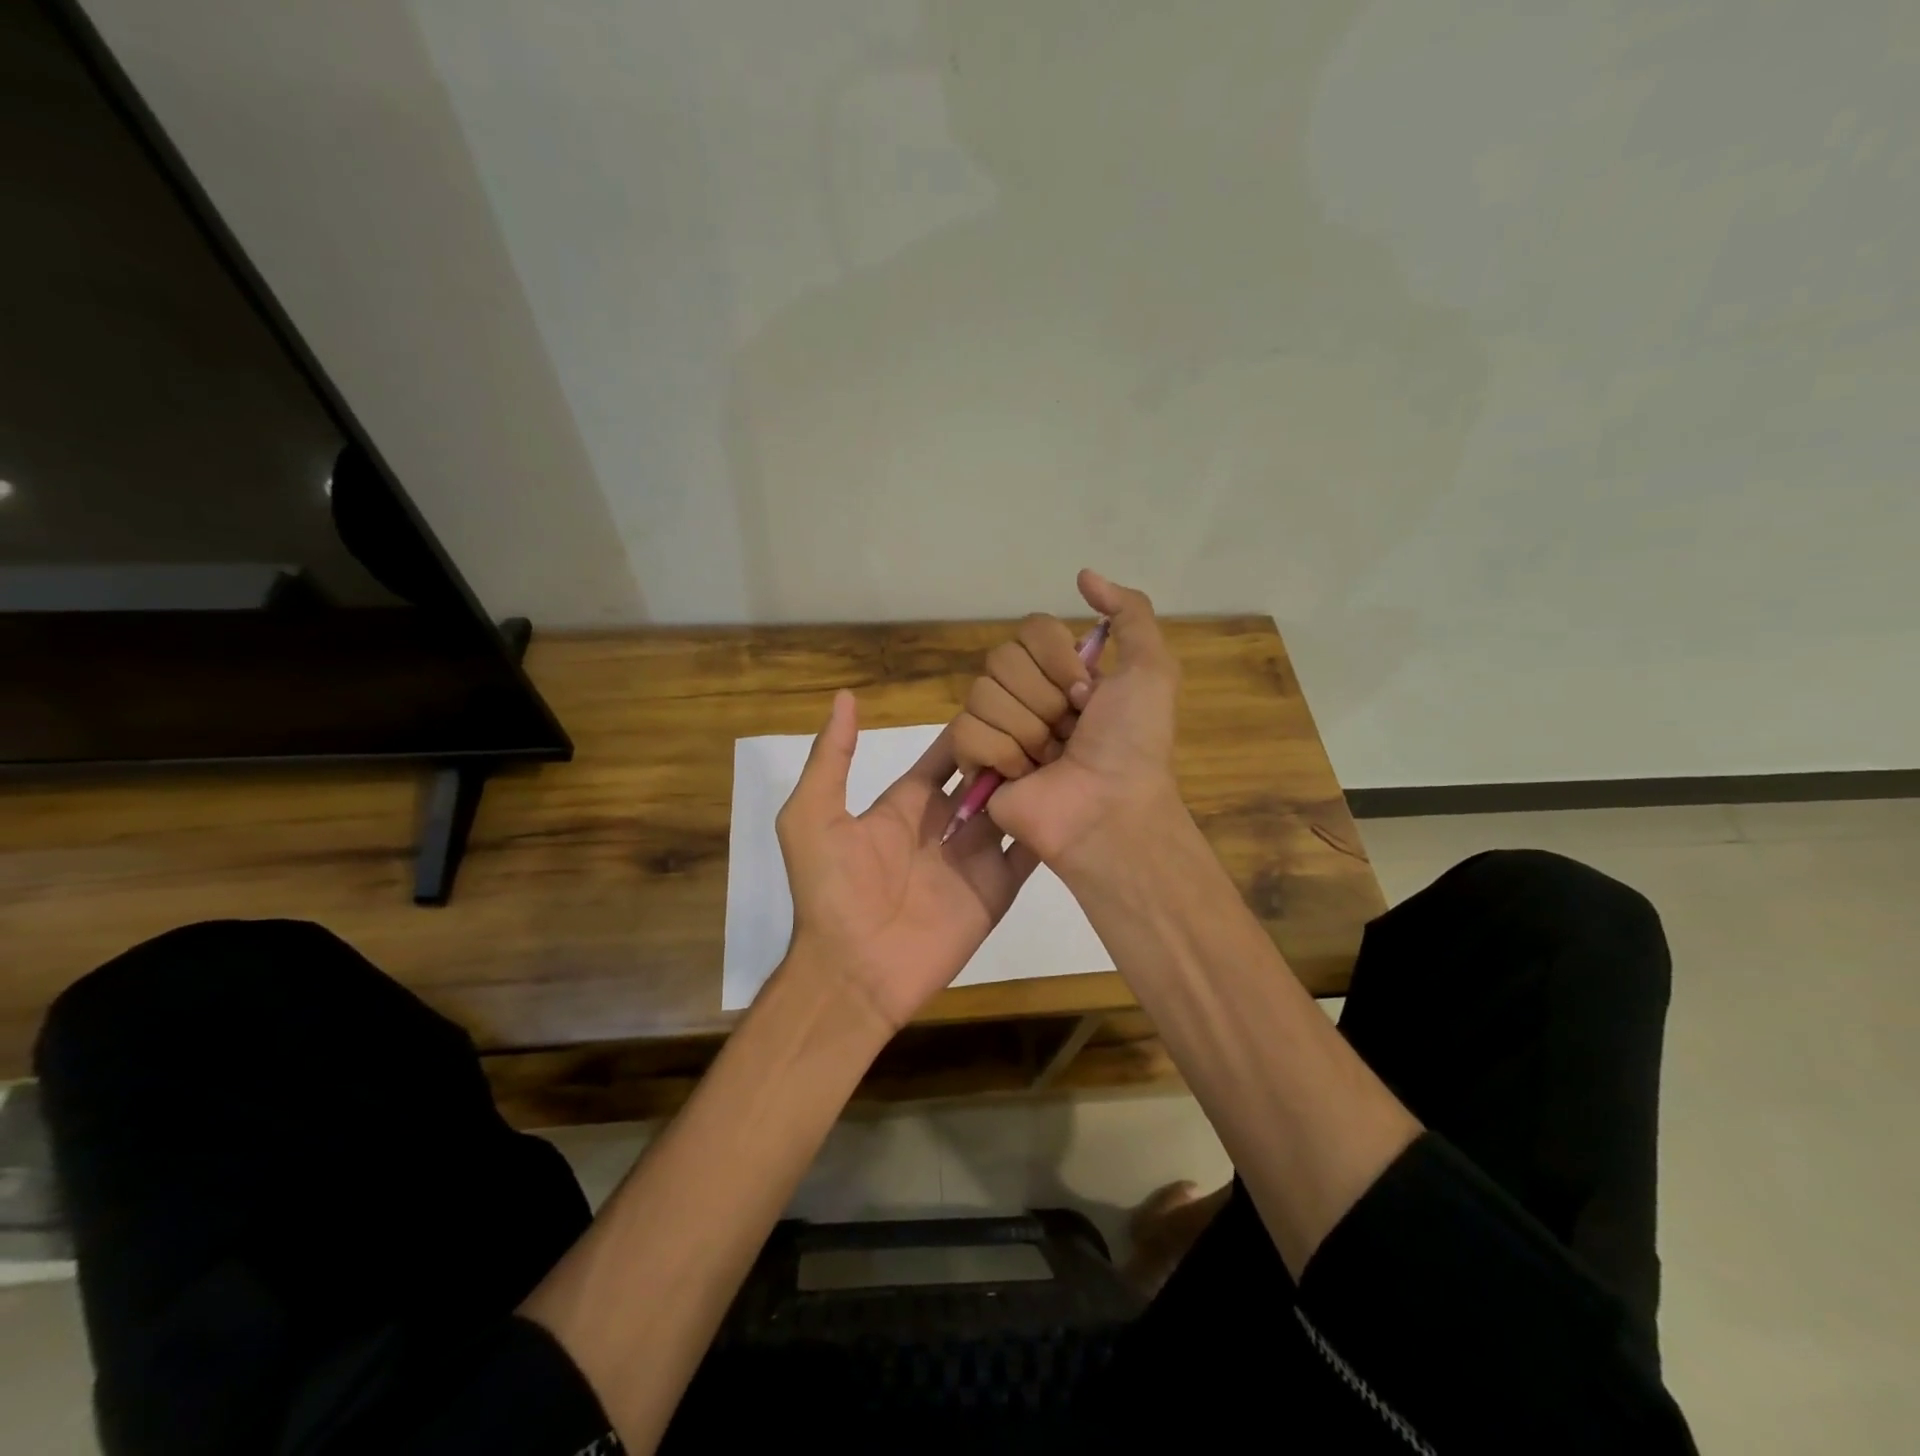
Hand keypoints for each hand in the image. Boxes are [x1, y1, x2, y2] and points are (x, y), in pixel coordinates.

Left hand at [776, 691, 1040, 1031]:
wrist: (853, 971)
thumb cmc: (831, 891)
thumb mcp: (813, 815)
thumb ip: (831, 758)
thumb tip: (846, 697)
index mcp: (907, 803)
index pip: (946, 755)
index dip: (969, 728)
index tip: (1002, 697)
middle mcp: (945, 824)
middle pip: (985, 775)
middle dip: (1009, 748)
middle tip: (1048, 714)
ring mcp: (974, 856)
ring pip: (1012, 806)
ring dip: (1034, 780)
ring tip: (1069, 743)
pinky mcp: (997, 888)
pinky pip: (1028, 851)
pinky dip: (1049, 826)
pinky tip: (1076, 794)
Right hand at [950, 569, 1181, 867]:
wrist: (1109, 809)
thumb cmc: (1133, 743)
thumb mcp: (1151, 670)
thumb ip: (1129, 613)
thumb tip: (1083, 575)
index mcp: (1062, 672)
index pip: (1029, 629)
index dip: (1056, 659)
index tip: (1086, 694)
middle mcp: (1027, 693)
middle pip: (1001, 660)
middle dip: (1043, 698)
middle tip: (1070, 730)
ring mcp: (999, 727)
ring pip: (981, 694)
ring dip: (1026, 730)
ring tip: (1049, 759)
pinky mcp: (975, 761)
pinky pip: (965, 731)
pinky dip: (1000, 753)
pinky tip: (1023, 775)